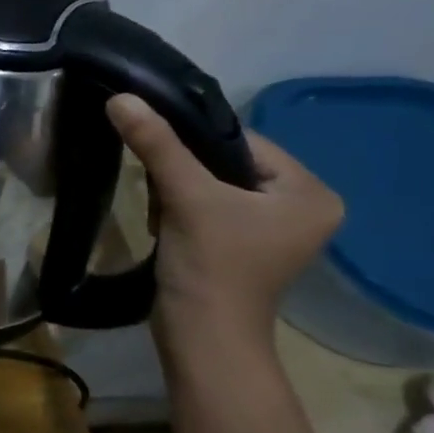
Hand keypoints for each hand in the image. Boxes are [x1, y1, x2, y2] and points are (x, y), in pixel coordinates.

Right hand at [106, 93, 342, 347]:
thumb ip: (156, 144)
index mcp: (311, 192)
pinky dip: (185, 211)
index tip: (160, 160)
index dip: (195, 143)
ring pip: (217, 186)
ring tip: (164, 214)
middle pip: (229, 164)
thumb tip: (122, 97)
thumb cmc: (210, 265)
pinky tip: (168, 226)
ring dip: (180, 192)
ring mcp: (277, 231)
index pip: (245, 142)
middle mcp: (305, 207)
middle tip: (161, 193)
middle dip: (186, 173)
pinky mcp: (247, 247)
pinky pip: (214, 209)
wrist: (202, 336)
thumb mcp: (184, 197)